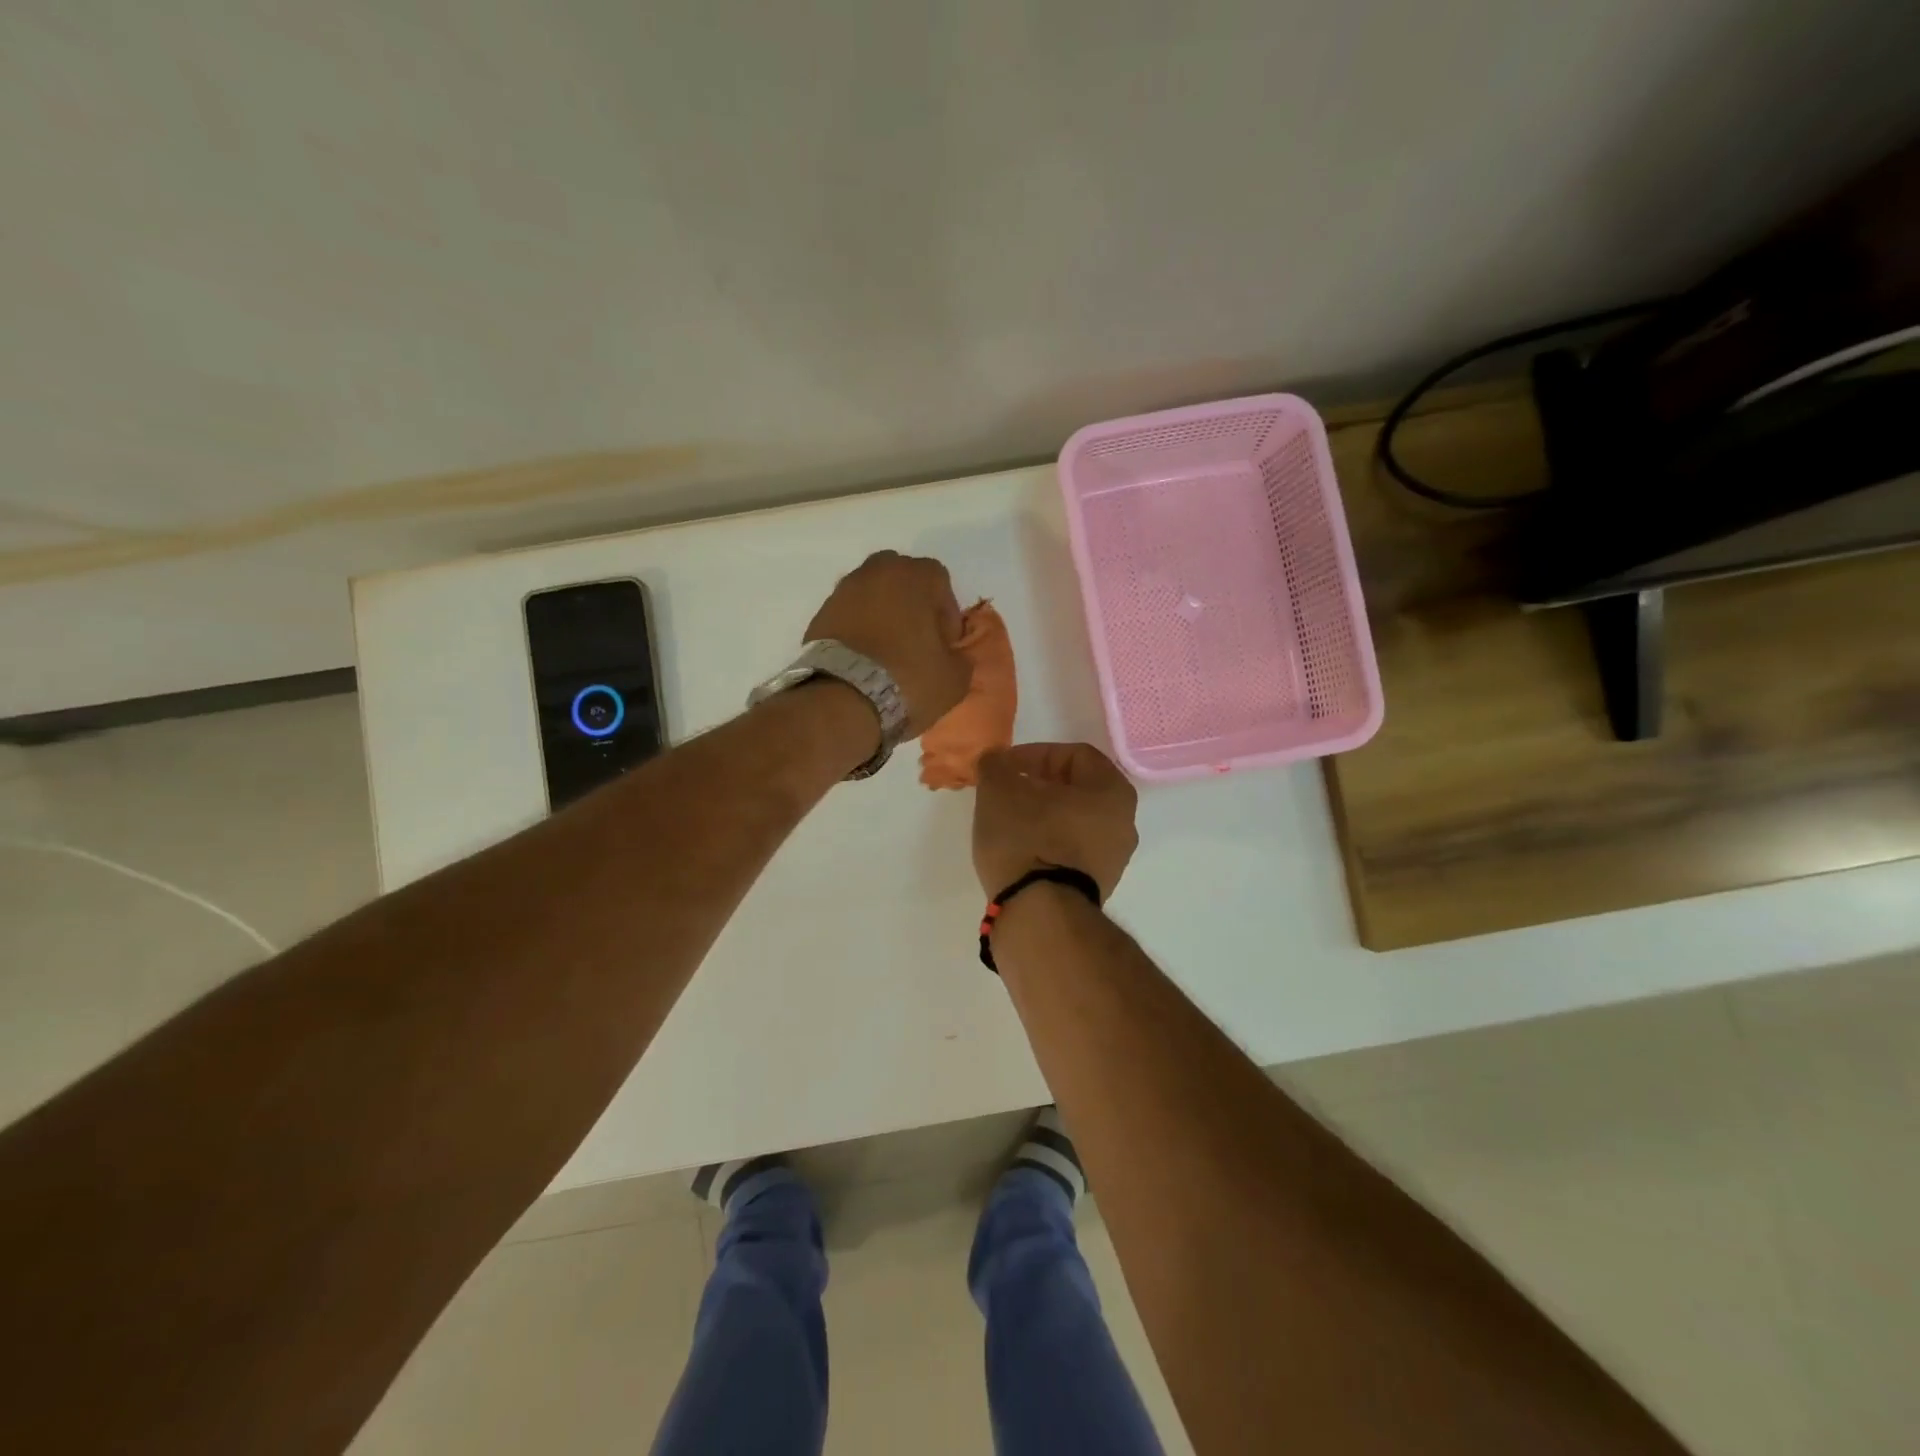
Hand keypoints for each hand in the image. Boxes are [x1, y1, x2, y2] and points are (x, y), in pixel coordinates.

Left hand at [806, 551, 969, 737]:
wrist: (842, 699)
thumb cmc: (908, 679)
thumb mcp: (954, 679)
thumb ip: (961, 658)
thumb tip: (953, 656)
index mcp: (915, 576)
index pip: (940, 580)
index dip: (946, 612)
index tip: (945, 643)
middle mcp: (877, 572)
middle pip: (902, 579)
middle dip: (912, 604)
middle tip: (917, 640)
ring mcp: (844, 590)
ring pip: (872, 594)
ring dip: (883, 615)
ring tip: (887, 653)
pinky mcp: (820, 614)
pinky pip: (849, 614)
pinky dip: (858, 629)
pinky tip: (863, 660)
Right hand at [973, 743, 1138, 899]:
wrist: (1040, 914)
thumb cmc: (1027, 838)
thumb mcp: (999, 789)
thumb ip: (996, 765)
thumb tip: (997, 762)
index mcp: (1112, 790)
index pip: (1074, 754)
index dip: (1035, 754)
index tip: (1004, 768)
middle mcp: (1124, 822)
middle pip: (1077, 788)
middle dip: (1039, 785)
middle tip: (1006, 792)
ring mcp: (1114, 859)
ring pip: (1074, 821)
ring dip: (1042, 815)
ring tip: (1008, 822)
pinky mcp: (1097, 887)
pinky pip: (1071, 850)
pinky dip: (1048, 843)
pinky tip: (1020, 851)